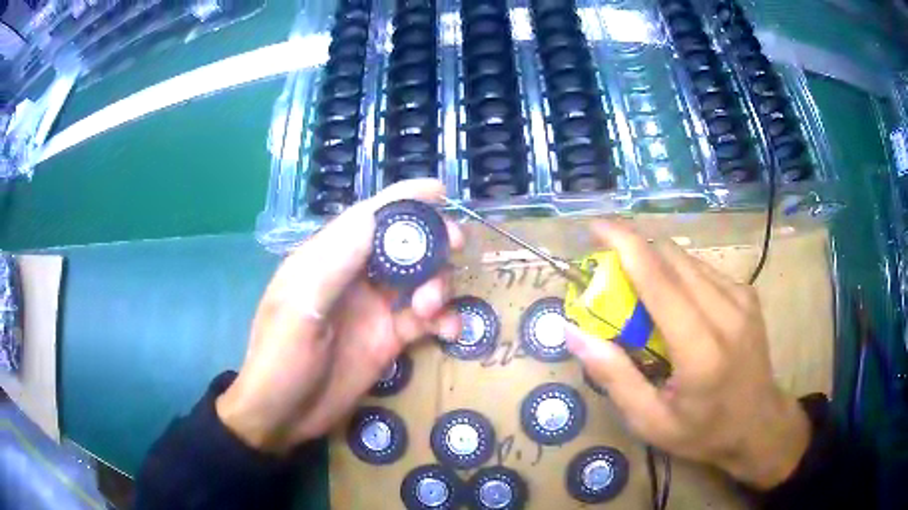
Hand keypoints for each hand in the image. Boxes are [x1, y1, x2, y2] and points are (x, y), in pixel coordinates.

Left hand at [216, 179, 462, 453]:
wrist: (284, 417)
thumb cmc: (281, 360)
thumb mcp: (299, 309)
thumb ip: (335, 263)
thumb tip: (374, 218)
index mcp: (326, 259)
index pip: (368, 217)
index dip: (403, 199)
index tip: (440, 191)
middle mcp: (353, 277)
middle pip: (402, 244)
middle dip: (432, 240)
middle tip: (456, 247)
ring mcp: (373, 309)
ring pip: (419, 279)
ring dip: (439, 284)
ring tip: (434, 310)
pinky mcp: (388, 339)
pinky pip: (425, 320)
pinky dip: (444, 320)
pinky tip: (450, 331)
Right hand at [565, 221, 809, 488]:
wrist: (759, 424)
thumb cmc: (702, 431)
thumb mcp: (649, 420)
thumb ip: (613, 375)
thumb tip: (572, 332)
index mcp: (701, 350)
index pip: (659, 280)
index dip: (625, 244)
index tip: (595, 227)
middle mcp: (727, 312)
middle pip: (672, 257)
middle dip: (636, 253)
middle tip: (612, 277)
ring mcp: (742, 298)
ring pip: (688, 259)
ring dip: (657, 265)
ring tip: (643, 297)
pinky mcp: (747, 293)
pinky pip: (703, 269)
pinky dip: (679, 276)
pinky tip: (676, 305)